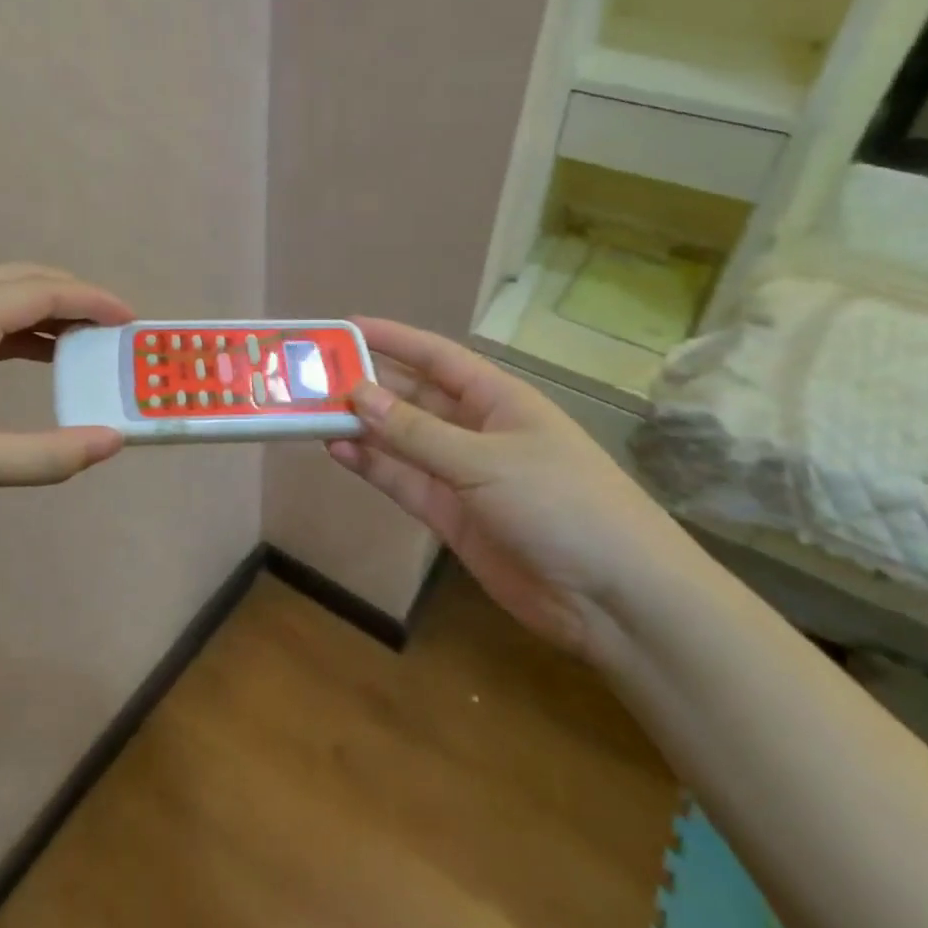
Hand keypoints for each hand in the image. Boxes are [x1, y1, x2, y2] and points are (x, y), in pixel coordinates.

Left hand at [0, 264, 133, 543]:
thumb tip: (113, 442)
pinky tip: (25, 356)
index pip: (43, 291)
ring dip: (39, 310)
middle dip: (70, 295)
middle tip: (108, 324)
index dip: (93, 301)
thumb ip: (52, 455)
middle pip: (19, 279)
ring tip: (76, 341)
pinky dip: (10, 329)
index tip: (131, 319)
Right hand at [326, 318, 700, 657]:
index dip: (392, 339)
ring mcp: (462, 474)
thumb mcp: (486, 460)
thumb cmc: (561, 504)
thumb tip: (358, 394)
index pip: (436, 357)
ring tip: (312, 413)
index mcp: (498, 399)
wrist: (614, 599)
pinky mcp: (451, 515)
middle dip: (368, 386)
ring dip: (362, 427)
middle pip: (412, 398)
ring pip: (401, 440)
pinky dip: (372, 467)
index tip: (345, 328)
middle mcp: (476, 429)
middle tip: (312, 377)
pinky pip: (403, 481)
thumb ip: (417, 432)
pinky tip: (337, 451)